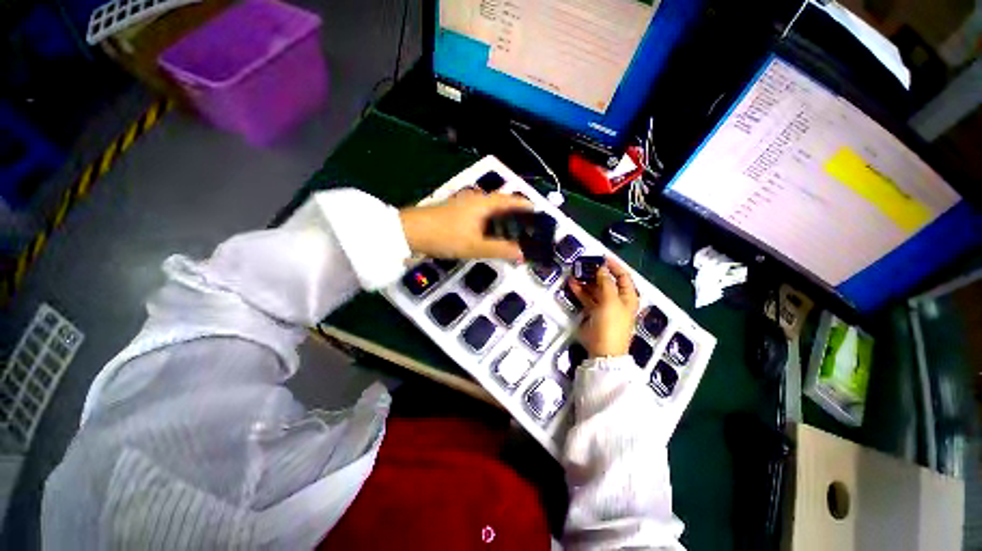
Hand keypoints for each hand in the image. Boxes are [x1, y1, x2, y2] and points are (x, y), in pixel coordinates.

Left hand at [399, 189, 532, 260]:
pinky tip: (489, 233)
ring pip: (490, 209)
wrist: (411, 232)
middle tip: (527, 227)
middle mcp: (476, 199)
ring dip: (502, 218)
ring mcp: (464, 204)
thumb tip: (523, 254)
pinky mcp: (456, 211)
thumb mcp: (476, 246)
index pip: (511, 200)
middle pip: (502, 203)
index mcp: (484, 203)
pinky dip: (490, 222)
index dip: (526, 206)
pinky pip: (480, 214)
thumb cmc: (446, 236)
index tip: (538, 213)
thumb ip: (501, 249)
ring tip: (512, 232)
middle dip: (516, 214)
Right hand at [569, 258, 639, 357]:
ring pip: (595, 289)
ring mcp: (604, 306)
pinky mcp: (593, 312)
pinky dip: (580, 290)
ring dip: (586, 280)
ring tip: (575, 272)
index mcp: (628, 296)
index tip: (601, 257)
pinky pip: (586, 298)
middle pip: (607, 281)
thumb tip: (601, 268)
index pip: (623, 276)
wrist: (603, 350)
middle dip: (596, 272)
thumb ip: (605, 282)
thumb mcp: (610, 301)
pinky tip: (572, 283)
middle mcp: (617, 299)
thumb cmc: (611, 324)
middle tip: (583, 264)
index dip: (614, 265)